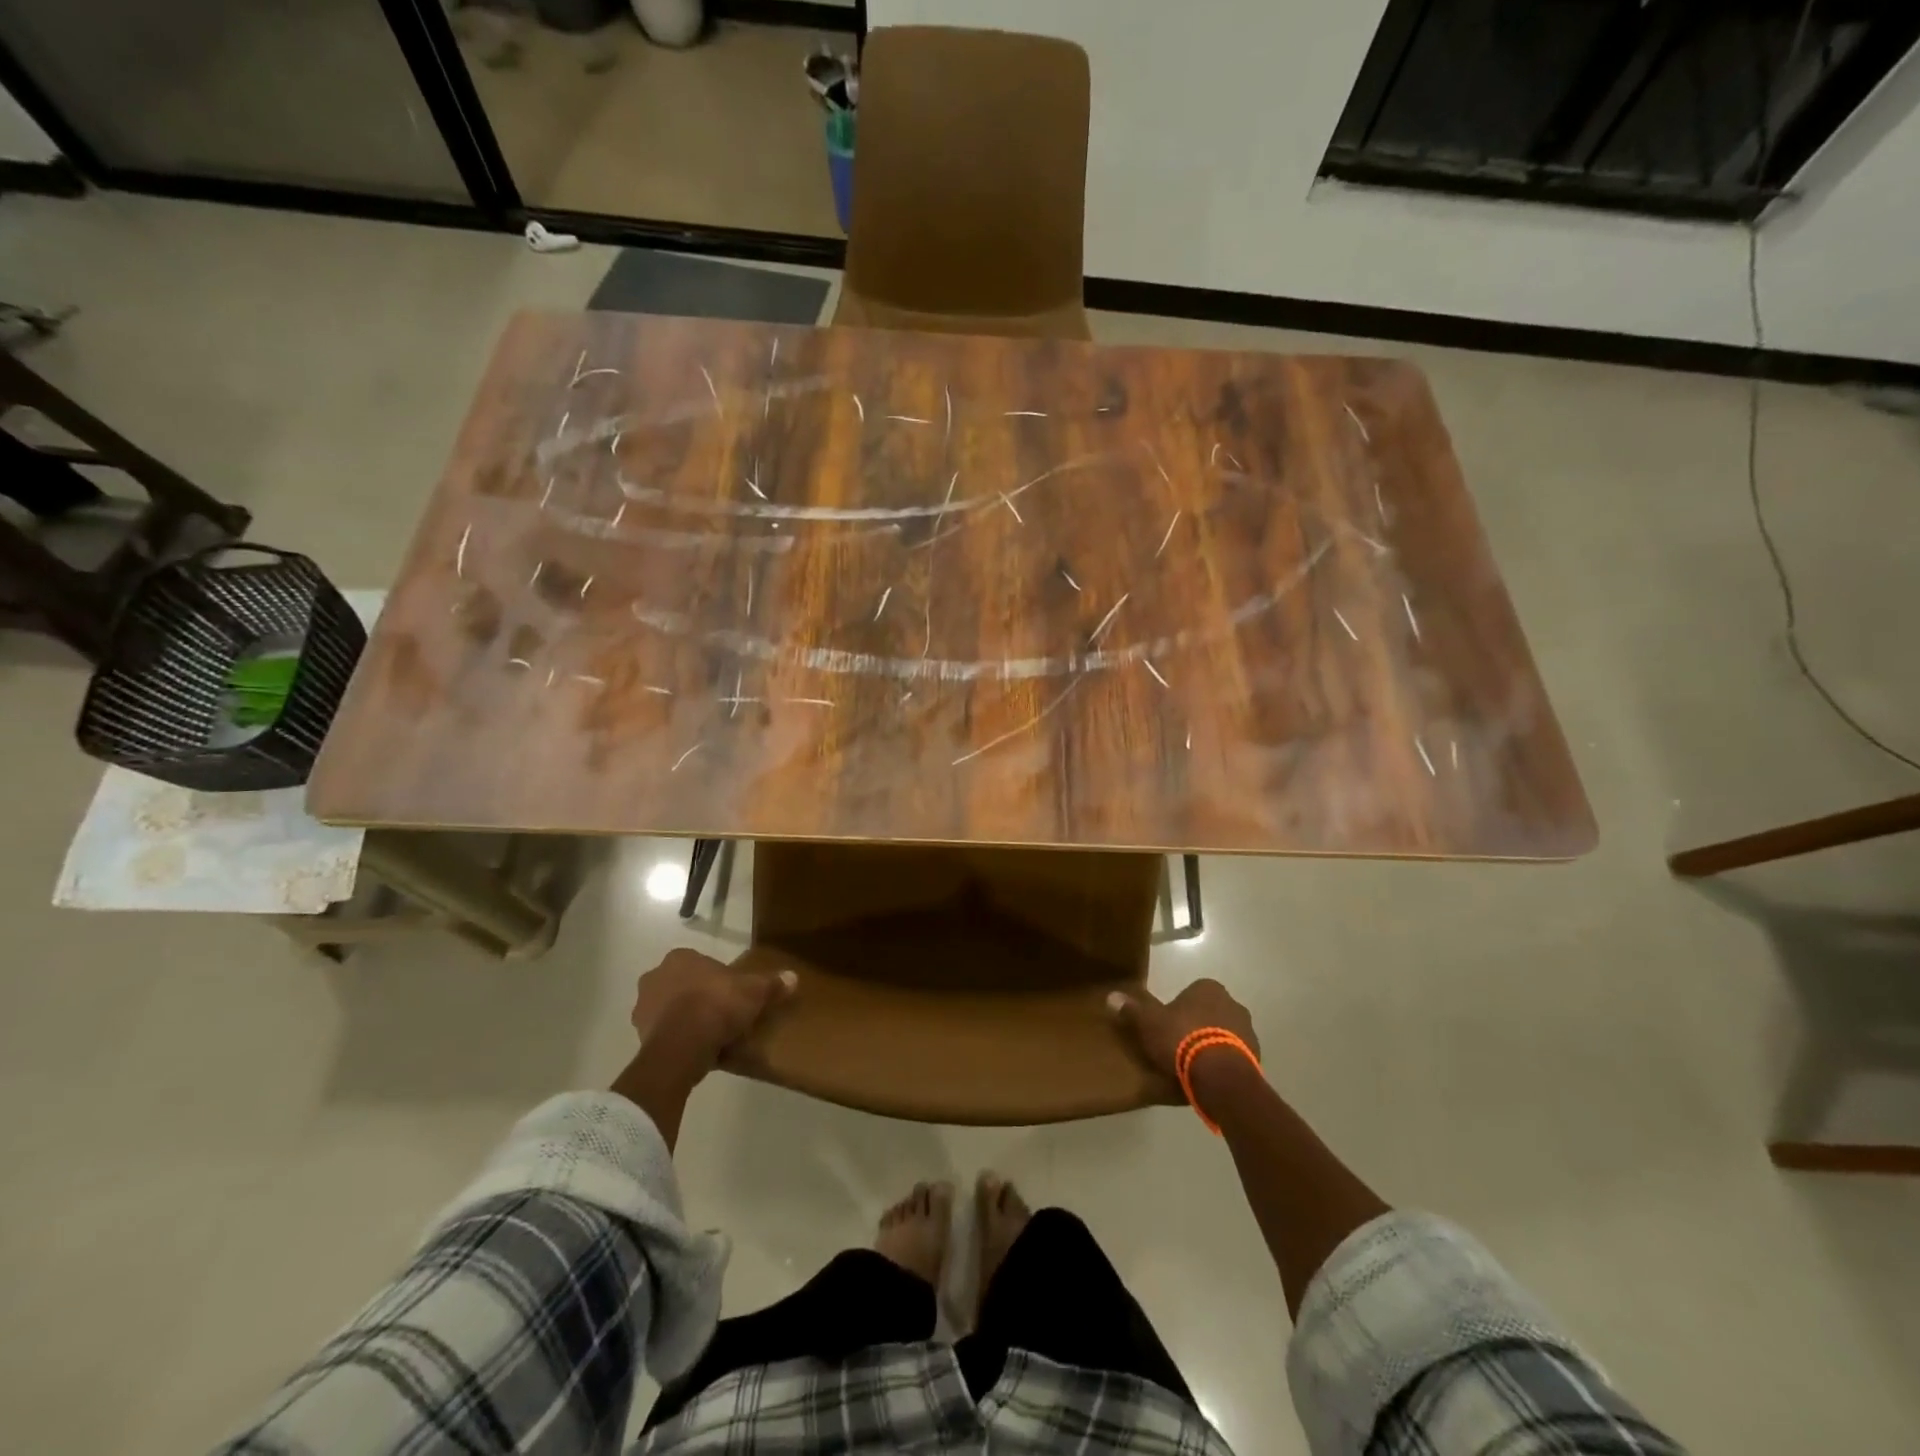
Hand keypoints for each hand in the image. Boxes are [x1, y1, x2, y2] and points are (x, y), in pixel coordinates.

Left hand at [630, 948, 796, 1082]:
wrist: (683, 1045)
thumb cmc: (717, 1005)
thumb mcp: (753, 992)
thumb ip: (771, 984)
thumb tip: (794, 977)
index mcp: (680, 958)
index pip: (700, 963)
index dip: (717, 978)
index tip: (731, 993)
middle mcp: (655, 977)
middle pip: (682, 985)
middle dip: (697, 996)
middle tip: (721, 1013)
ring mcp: (643, 1008)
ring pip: (669, 1010)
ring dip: (684, 1019)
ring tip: (709, 1035)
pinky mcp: (640, 1037)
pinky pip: (664, 1034)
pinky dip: (677, 1040)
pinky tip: (696, 1051)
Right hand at [1108, 978, 1259, 1083]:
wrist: (1219, 1076)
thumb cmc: (1182, 1039)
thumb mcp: (1149, 1023)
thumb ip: (1133, 1009)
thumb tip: (1111, 996)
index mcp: (1208, 988)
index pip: (1192, 992)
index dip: (1178, 1009)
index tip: (1167, 1026)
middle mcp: (1233, 1003)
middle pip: (1210, 1012)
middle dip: (1198, 1025)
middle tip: (1178, 1045)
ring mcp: (1248, 1031)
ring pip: (1225, 1034)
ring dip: (1212, 1044)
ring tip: (1192, 1065)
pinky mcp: (1256, 1058)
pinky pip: (1234, 1056)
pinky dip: (1223, 1063)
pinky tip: (1207, 1078)